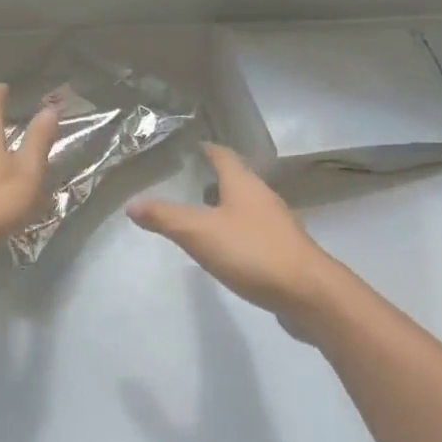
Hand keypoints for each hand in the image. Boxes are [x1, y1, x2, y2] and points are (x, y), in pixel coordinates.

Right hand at [127, 144, 343, 335]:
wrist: (310, 294)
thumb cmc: (252, 252)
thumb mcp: (199, 233)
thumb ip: (165, 217)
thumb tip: (132, 204)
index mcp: (243, 183)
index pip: (222, 155)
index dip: (206, 149)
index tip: (188, 148)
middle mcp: (263, 196)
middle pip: (237, 178)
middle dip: (213, 178)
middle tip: (186, 183)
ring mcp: (277, 224)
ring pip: (246, 206)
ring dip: (226, 206)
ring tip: (201, 215)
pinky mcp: (285, 250)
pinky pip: (255, 231)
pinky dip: (238, 232)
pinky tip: (226, 249)